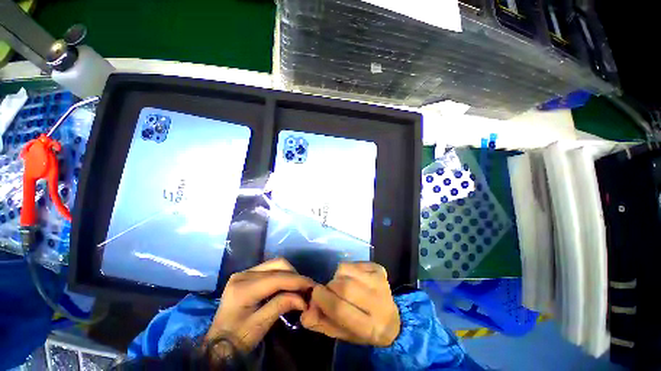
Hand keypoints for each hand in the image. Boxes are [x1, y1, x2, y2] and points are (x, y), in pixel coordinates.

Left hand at [205, 258, 313, 352]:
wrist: (217, 345)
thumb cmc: (236, 339)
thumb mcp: (260, 326)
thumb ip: (281, 306)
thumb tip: (303, 299)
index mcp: (243, 288)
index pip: (277, 278)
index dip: (297, 281)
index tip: (313, 286)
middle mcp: (243, 274)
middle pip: (277, 264)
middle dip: (294, 275)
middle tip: (306, 288)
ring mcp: (244, 272)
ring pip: (275, 264)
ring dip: (289, 274)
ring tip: (298, 287)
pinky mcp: (247, 275)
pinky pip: (270, 269)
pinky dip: (282, 275)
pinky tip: (287, 286)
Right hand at [301, 262, 400, 346]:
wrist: (391, 320)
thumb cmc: (363, 330)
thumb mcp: (341, 333)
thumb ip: (322, 323)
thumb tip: (305, 312)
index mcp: (370, 327)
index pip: (340, 309)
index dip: (323, 299)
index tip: (315, 294)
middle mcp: (378, 302)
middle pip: (343, 287)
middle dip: (330, 287)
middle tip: (329, 291)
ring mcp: (380, 282)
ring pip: (346, 270)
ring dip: (337, 277)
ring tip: (342, 285)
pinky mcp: (378, 268)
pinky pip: (352, 263)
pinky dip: (346, 270)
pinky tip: (352, 279)